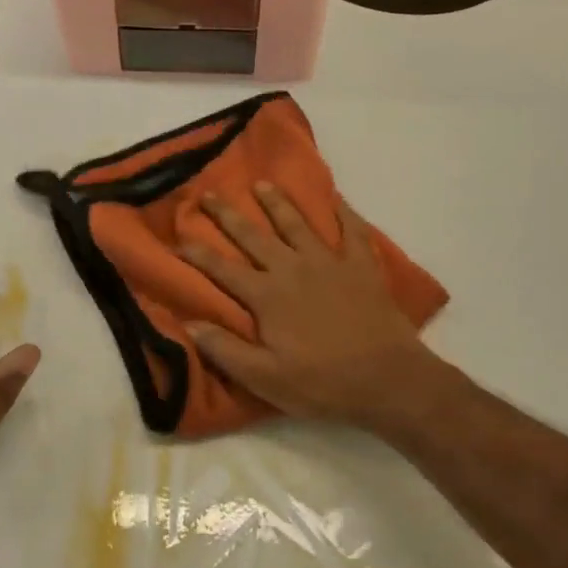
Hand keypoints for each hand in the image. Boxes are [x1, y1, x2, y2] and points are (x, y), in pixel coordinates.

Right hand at [181, 184, 443, 434]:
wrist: (388, 379)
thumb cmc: (322, 383)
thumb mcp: (265, 378)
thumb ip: (225, 349)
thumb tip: (189, 323)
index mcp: (267, 296)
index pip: (223, 270)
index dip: (198, 254)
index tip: (179, 237)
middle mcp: (292, 269)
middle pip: (254, 236)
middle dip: (228, 215)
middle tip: (210, 194)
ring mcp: (329, 262)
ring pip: (296, 224)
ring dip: (277, 202)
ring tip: (262, 184)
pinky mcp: (361, 265)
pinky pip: (351, 229)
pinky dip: (343, 210)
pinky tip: (335, 197)